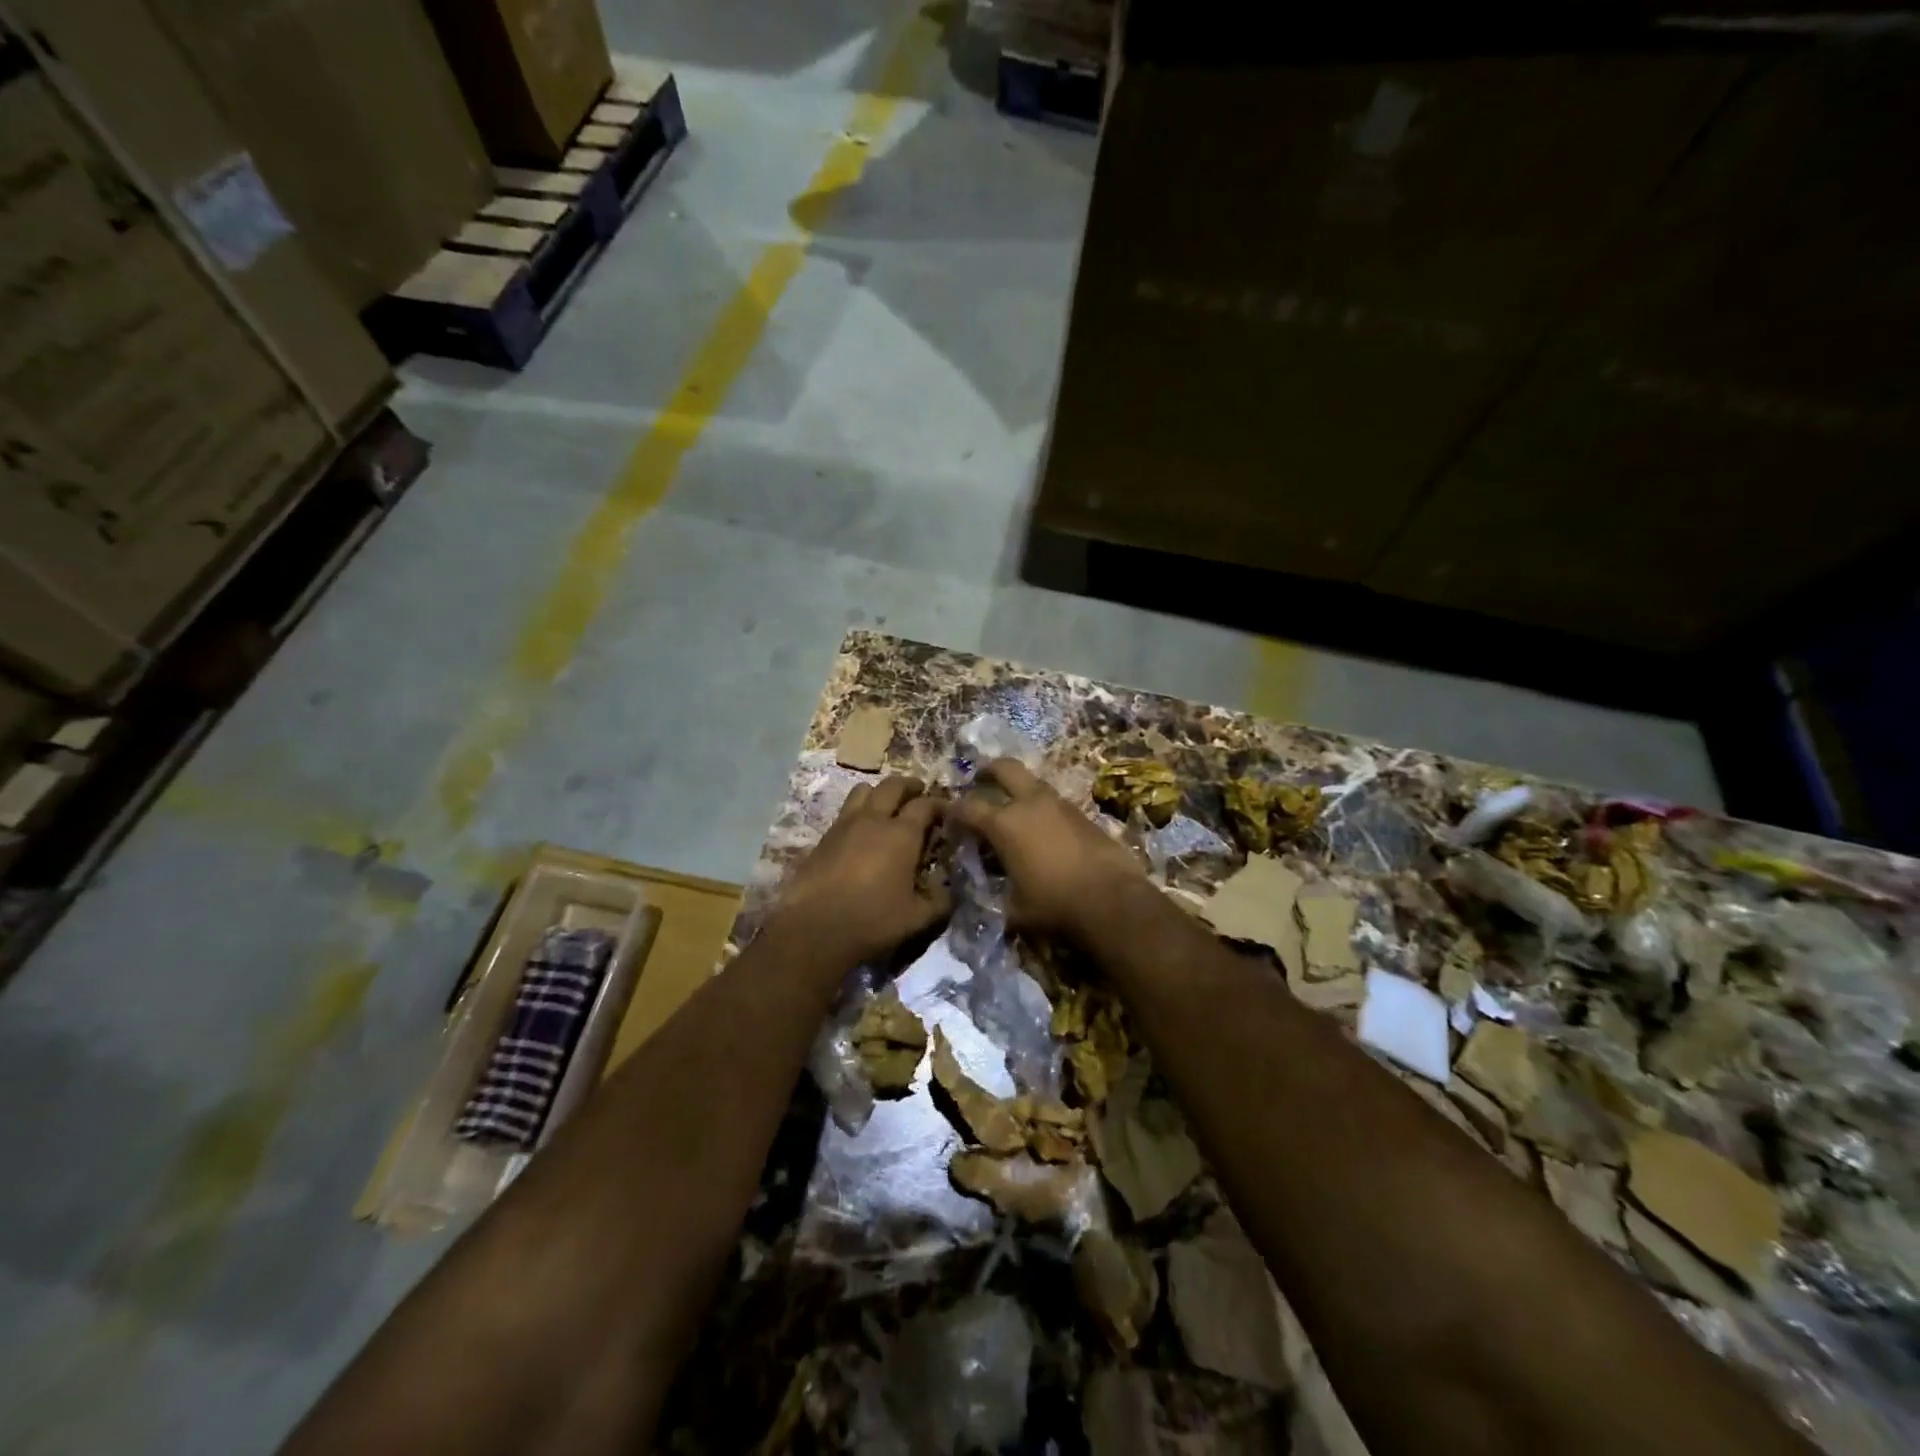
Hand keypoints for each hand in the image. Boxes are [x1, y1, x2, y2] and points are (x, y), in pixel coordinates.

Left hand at [772, 776, 951, 967]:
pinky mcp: (823, 837)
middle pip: (893, 785)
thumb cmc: (872, 921)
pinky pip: (845, 811)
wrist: (813, 929)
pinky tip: (861, 832)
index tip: (947, 812)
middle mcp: (874, 819)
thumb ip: (940, 901)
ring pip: (863, 790)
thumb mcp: (917, 918)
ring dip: (879, 792)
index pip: (925, 805)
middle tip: (918, 792)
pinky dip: (858, 811)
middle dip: (909, 785)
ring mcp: (844, 825)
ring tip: (886, 806)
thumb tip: (950, 891)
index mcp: (902, 834)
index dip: (939, 805)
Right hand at [951, 759, 1144, 939]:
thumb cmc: (1054, 905)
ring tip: (1014, 808)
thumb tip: (988, 893)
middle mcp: (1030, 804)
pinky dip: (1042, 809)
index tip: (948, 815)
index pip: (968, 807)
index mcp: (1004, 824)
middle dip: (988, 770)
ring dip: (1020, 789)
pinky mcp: (1084, 815)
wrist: (1112, 900)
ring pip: (1034, 783)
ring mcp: (1060, 805)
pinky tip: (1043, 829)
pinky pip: (1055, 803)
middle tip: (980, 779)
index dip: (954, 810)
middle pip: (1005, 768)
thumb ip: (996, 894)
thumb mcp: (1014, 908)